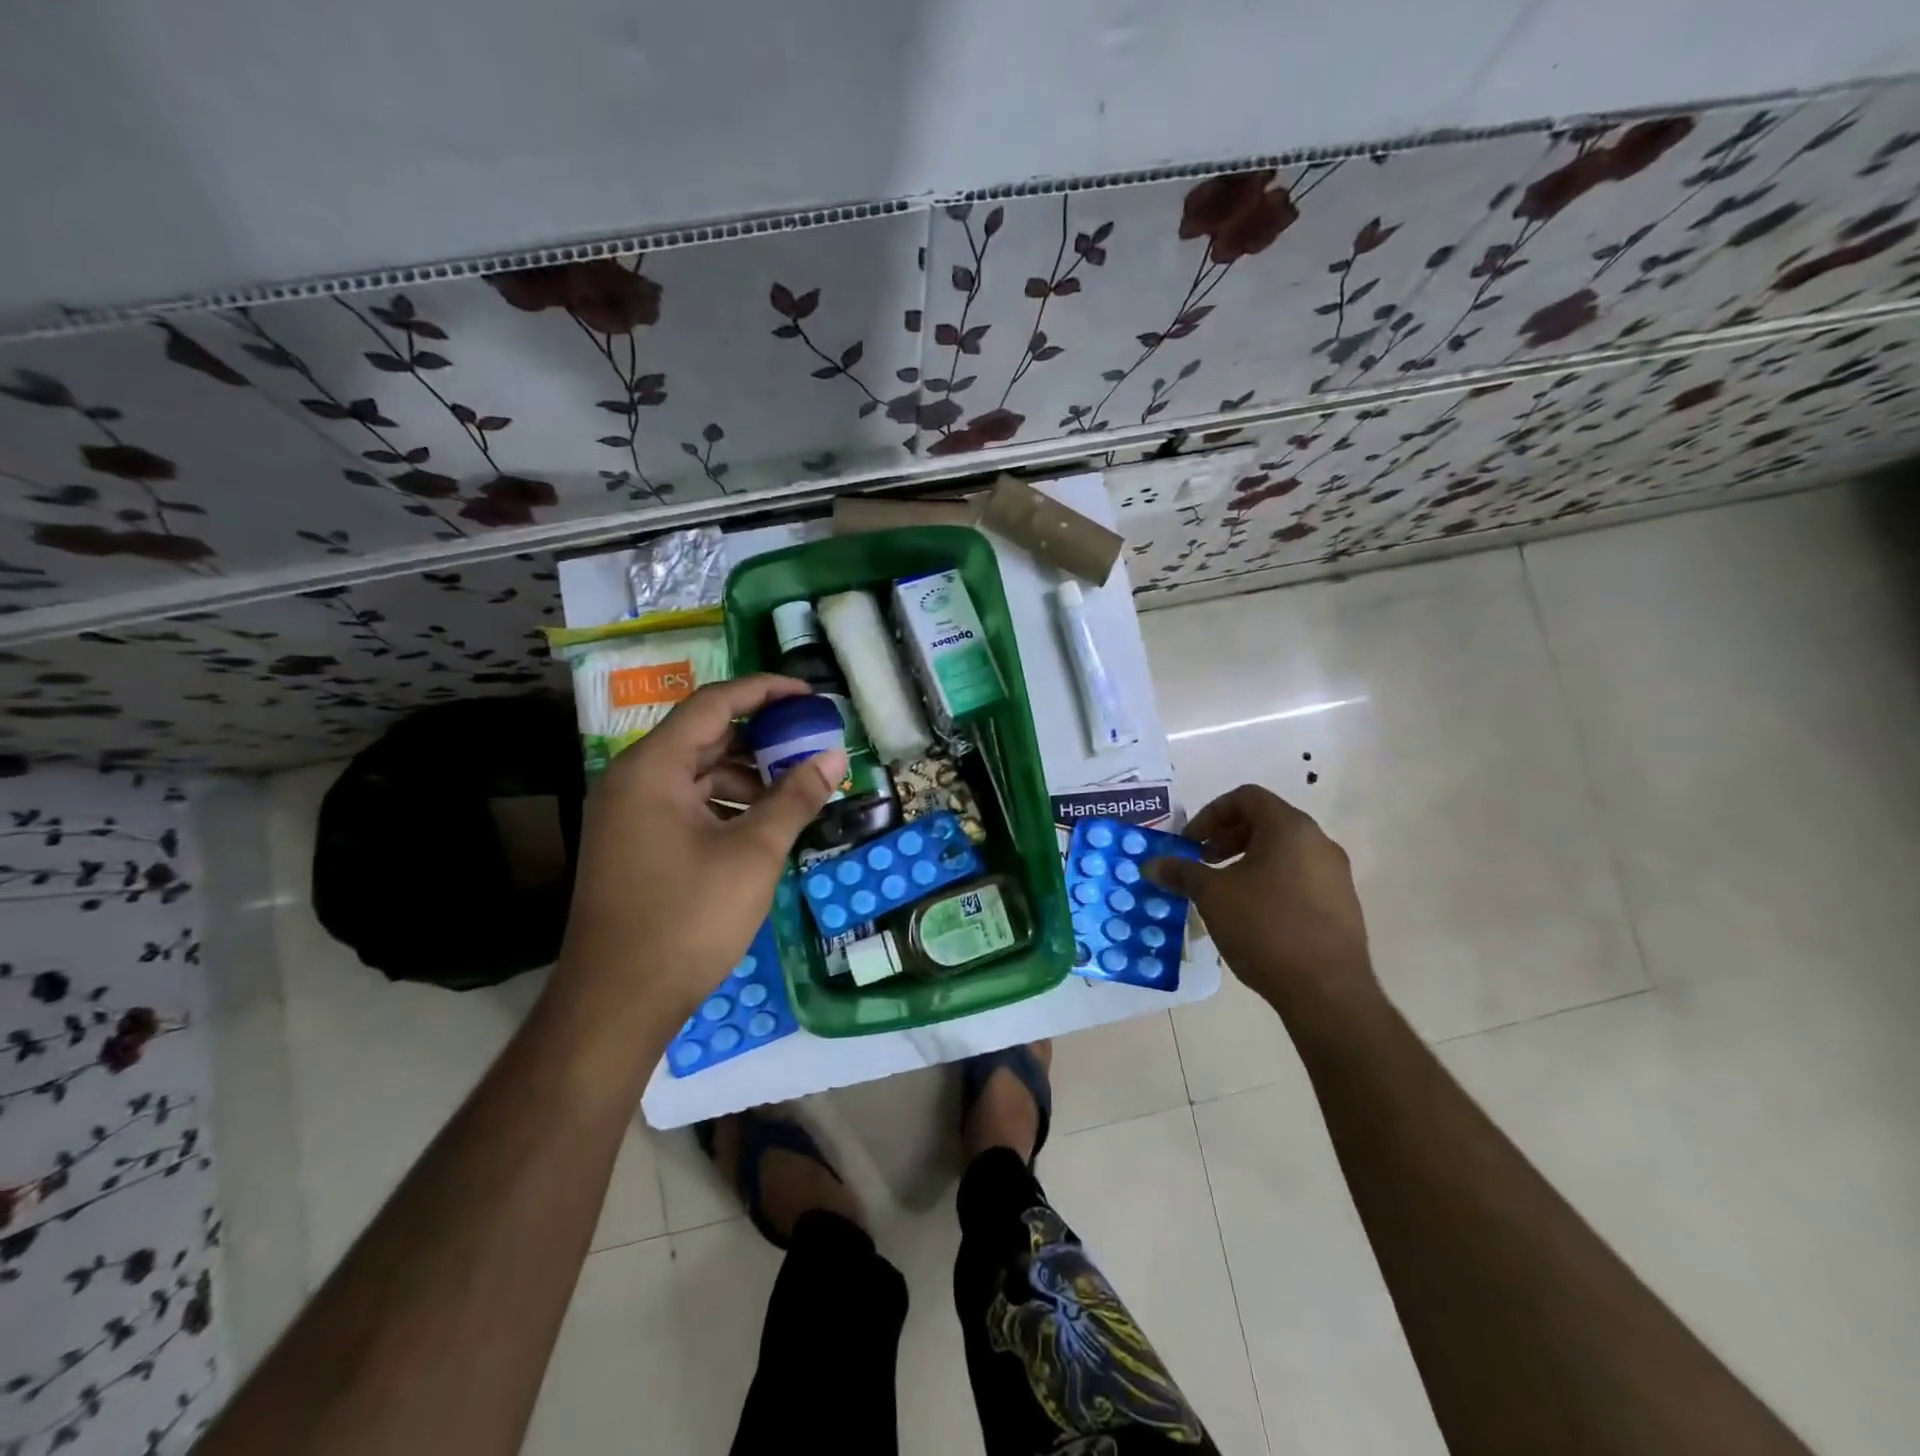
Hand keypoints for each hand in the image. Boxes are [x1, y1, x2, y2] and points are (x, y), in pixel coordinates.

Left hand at [553, 675, 844, 1030]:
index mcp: (653, 769)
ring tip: (796, 790)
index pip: (714, 704)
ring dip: (747, 776)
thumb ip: (795, 798)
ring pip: (697, 774)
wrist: (616, 1004)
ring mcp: (628, 815)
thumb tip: (835, 757)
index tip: (809, 695)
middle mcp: (632, 780)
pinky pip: (686, 805)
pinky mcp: (634, 845)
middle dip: (761, 738)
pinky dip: (726, 805)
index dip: (765, 692)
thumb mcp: (753, 854)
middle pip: (704, 736)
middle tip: (812, 743)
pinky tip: (762, 826)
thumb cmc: (687, 919)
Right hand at [1146, 785, 1377, 1019]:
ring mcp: (1335, 875)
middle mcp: (1319, 842)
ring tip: (1224, 891)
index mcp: (1290, 828)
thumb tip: (1152, 864)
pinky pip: (1299, 878)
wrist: (1327, 991)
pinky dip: (1271, 883)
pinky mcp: (1342, 906)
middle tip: (1202, 863)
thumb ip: (1182, 872)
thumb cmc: (1266, 927)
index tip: (1190, 842)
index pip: (1246, 797)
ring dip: (1247, 861)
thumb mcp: (1213, 896)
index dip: (1211, 813)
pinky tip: (1253, 917)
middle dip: (1227, 838)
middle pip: (1266, 822)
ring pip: (1283, 852)